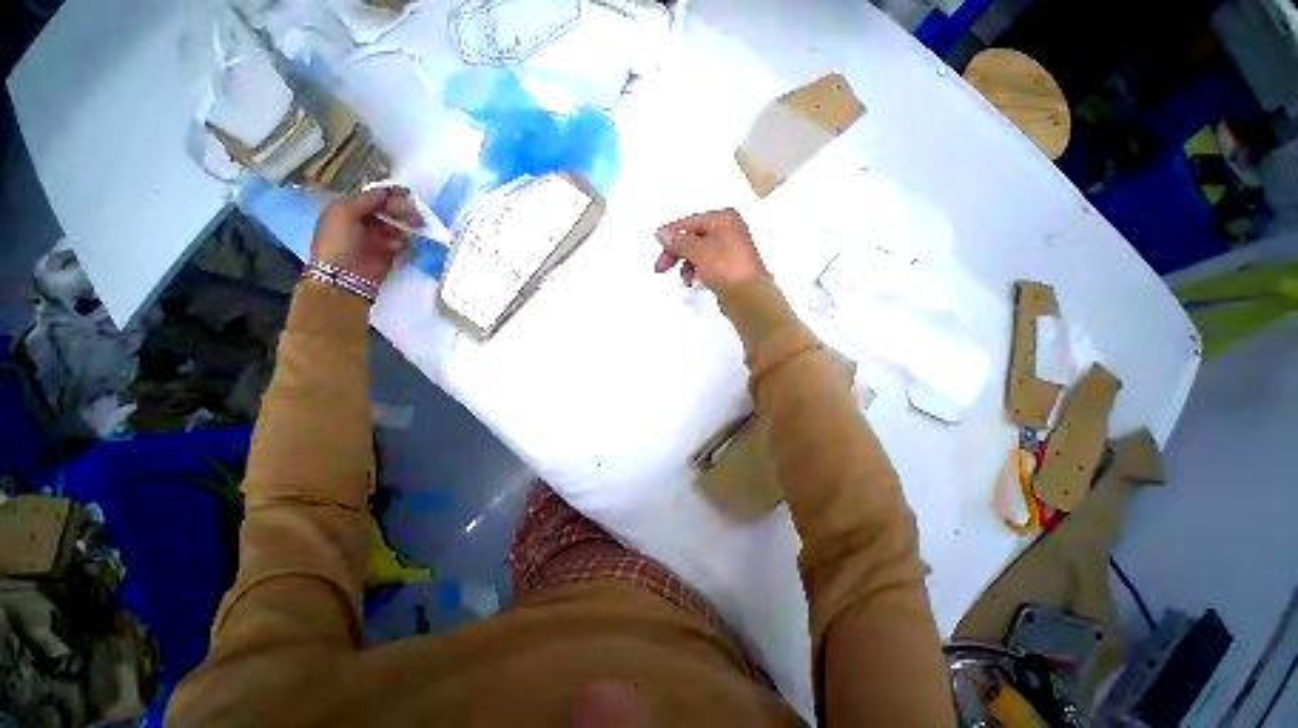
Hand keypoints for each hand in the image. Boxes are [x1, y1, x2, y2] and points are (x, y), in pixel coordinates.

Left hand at [312, 186, 422, 283]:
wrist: (343, 276)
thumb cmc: (338, 241)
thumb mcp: (344, 213)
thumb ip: (366, 200)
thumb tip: (386, 191)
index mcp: (350, 208)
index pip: (374, 196)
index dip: (389, 194)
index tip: (405, 194)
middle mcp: (365, 220)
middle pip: (389, 209)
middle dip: (401, 209)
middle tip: (411, 213)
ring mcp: (379, 236)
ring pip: (398, 224)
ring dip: (406, 224)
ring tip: (412, 227)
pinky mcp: (391, 252)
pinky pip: (404, 241)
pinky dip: (405, 240)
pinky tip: (399, 244)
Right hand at [654, 208, 768, 289]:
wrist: (748, 297)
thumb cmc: (726, 267)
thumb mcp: (697, 251)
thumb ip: (678, 241)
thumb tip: (663, 234)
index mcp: (724, 219)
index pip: (690, 222)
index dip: (671, 233)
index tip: (656, 243)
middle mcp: (729, 230)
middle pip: (693, 238)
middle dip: (676, 253)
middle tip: (661, 267)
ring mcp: (730, 249)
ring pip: (699, 253)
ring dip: (686, 265)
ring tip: (684, 279)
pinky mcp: (729, 267)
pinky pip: (706, 264)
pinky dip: (697, 271)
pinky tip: (693, 281)